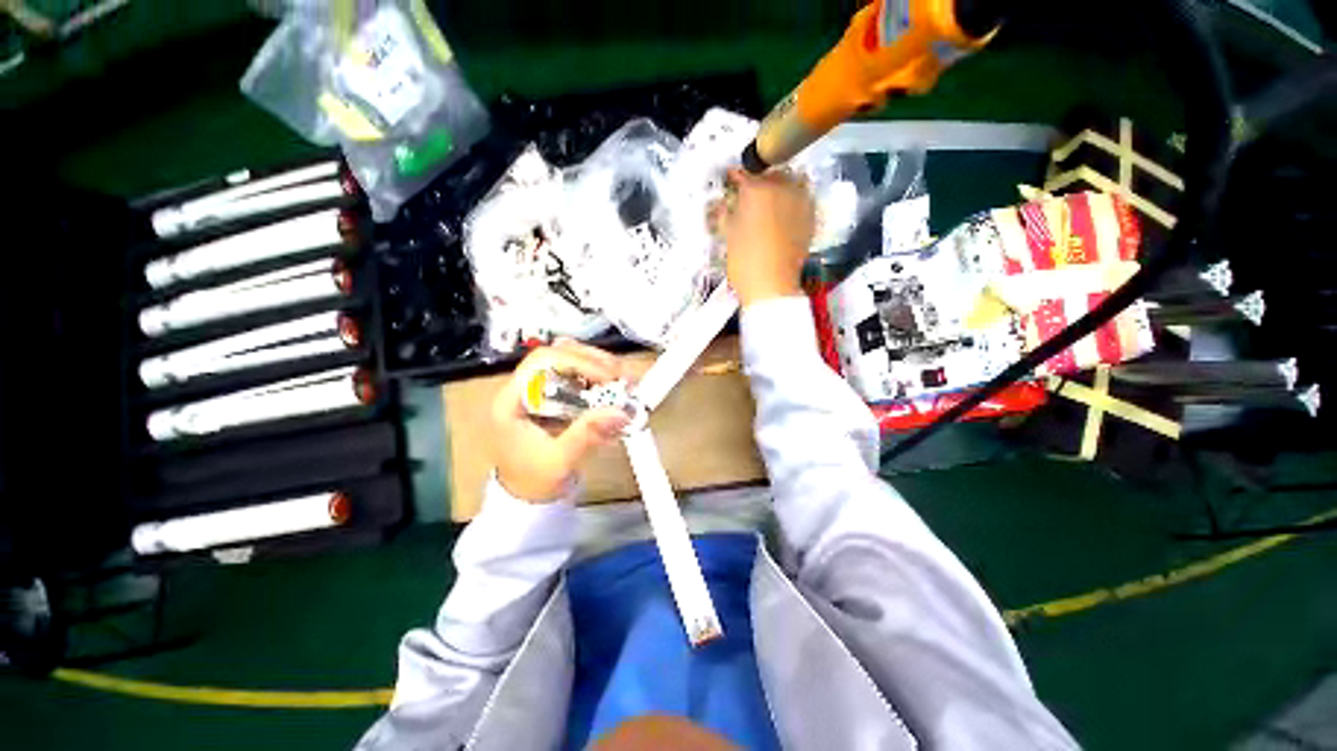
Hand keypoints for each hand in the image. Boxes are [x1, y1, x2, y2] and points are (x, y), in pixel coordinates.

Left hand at [490, 339, 630, 502]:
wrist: (525, 498)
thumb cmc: (534, 482)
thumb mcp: (560, 461)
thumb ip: (588, 435)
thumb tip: (620, 412)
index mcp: (512, 400)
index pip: (543, 361)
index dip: (578, 362)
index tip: (608, 378)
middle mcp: (523, 388)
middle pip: (557, 353)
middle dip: (593, 360)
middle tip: (621, 375)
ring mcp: (537, 390)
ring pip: (568, 359)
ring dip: (597, 364)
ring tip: (621, 379)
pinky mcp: (552, 396)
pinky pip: (575, 375)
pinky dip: (597, 376)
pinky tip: (613, 386)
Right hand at [712, 168, 815, 307]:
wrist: (772, 285)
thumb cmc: (743, 261)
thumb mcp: (728, 234)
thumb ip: (726, 212)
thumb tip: (724, 202)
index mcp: (757, 188)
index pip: (743, 173)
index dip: (735, 178)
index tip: (730, 181)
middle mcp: (782, 186)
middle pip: (769, 174)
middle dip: (759, 181)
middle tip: (749, 196)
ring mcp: (800, 200)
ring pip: (789, 182)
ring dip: (778, 188)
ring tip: (768, 203)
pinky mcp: (811, 216)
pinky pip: (801, 198)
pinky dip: (791, 201)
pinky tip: (783, 215)